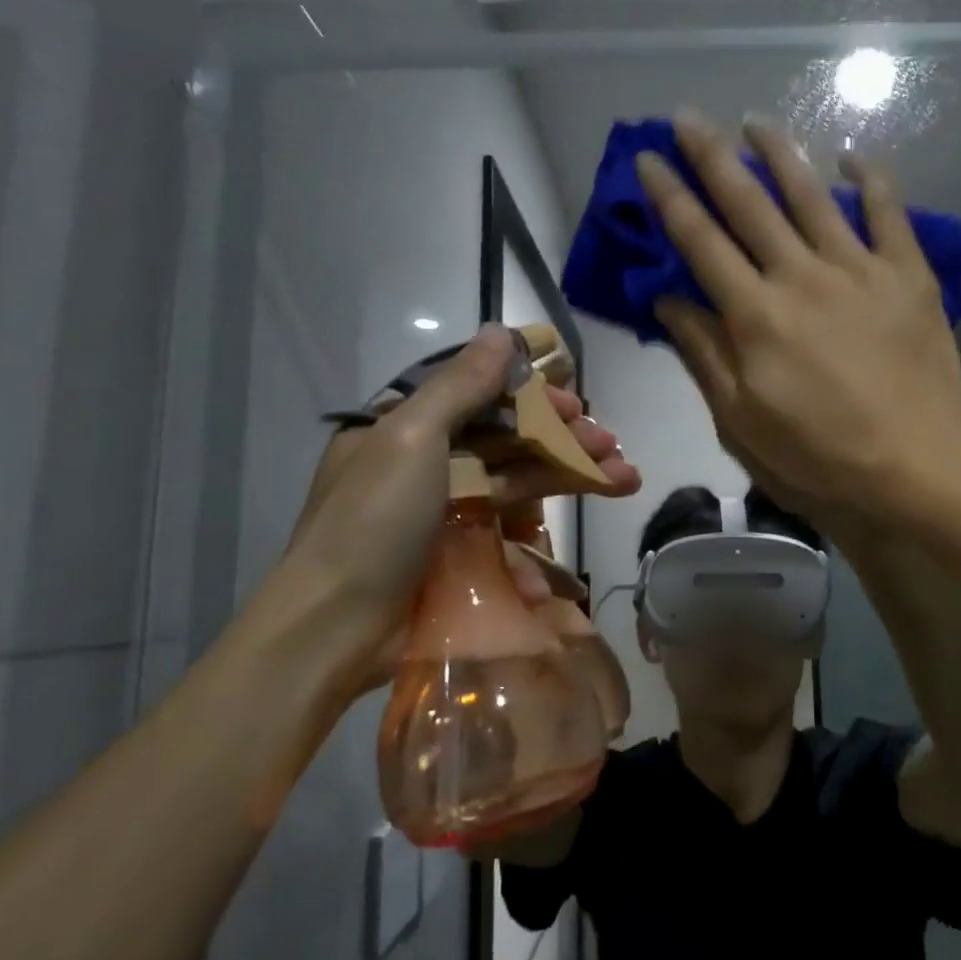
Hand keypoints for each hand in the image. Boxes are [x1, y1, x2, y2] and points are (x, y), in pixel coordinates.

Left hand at [281, 326, 637, 693]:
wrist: (335, 629)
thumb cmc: (372, 522)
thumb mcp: (411, 439)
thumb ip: (460, 386)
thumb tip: (501, 330)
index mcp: (406, 429)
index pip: (480, 396)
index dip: (532, 396)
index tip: (575, 402)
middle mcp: (427, 465)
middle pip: (508, 441)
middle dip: (564, 440)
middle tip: (611, 444)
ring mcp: (445, 515)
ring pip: (518, 484)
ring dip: (570, 479)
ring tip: (625, 478)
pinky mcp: (459, 558)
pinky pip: (507, 539)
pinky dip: (537, 551)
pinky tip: (565, 564)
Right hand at [639, 108, 960, 516]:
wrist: (916, 465)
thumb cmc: (819, 455)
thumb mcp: (741, 422)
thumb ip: (704, 355)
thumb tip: (668, 301)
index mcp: (755, 315)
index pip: (701, 242)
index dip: (670, 198)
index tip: (648, 159)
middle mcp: (801, 276)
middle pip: (749, 204)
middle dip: (712, 156)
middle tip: (687, 116)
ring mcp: (860, 269)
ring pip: (812, 195)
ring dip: (780, 153)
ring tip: (756, 121)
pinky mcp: (908, 275)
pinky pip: (888, 212)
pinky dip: (871, 179)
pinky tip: (853, 156)